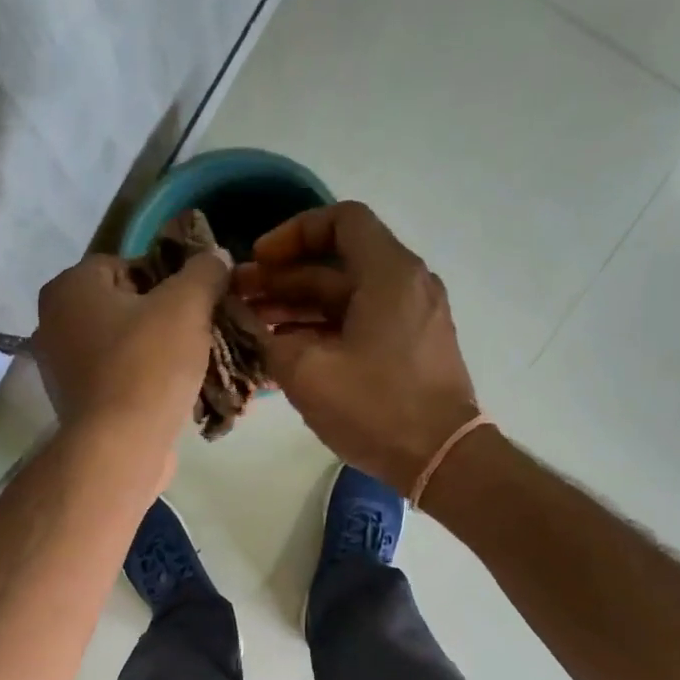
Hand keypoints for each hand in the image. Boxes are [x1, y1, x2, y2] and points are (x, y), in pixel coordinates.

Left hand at [33, 247, 229, 458]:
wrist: (120, 447)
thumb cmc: (147, 365)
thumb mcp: (187, 306)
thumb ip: (204, 272)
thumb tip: (215, 256)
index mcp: (69, 287)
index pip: (125, 264)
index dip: (167, 278)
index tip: (196, 300)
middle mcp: (54, 323)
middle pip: (124, 306)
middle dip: (164, 316)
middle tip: (200, 331)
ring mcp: (61, 367)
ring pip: (123, 345)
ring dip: (157, 351)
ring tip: (194, 363)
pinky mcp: (78, 404)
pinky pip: (118, 378)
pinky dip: (144, 381)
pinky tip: (174, 393)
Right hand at [235, 201, 481, 491]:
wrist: (441, 459)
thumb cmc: (376, 408)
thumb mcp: (308, 373)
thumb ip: (269, 339)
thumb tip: (250, 324)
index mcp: (388, 274)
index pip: (340, 220)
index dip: (292, 233)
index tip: (259, 261)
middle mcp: (405, 285)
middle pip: (336, 264)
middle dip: (283, 278)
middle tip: (238, 299)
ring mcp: (410, 319)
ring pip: (345, 298)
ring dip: (297, 308)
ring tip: (253, 328)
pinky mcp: (409, 349)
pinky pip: (359, 325)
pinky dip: (321, 330)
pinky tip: (285, 353)